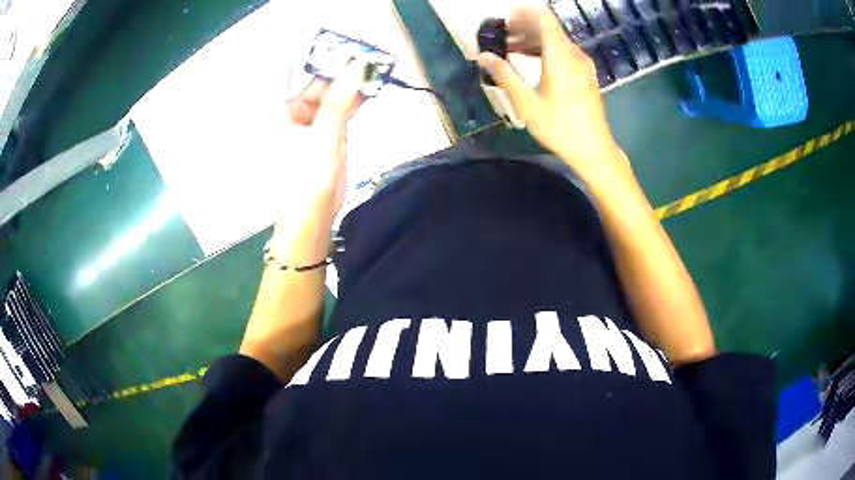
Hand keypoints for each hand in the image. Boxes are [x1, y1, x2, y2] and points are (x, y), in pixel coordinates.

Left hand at [284, 59, 365, 219]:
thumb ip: (339, 100)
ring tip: (370, 70)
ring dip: (347, 85)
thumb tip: (356, 67)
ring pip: (328, 96)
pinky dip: (351, 102)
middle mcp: (292, 113)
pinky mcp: (325, 136)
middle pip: (312, 83)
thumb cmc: (308, 176)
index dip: (306, 57)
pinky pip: (338, 111)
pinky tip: (367, 91)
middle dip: (336, 70)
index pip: (287, 74)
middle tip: (361, 56)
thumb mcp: (324, 134)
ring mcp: (309, 125)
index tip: (330, 45)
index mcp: (281, 111)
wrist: (313, 214)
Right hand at [478, 8, 628, 185]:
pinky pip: (564, 52)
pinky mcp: (586, 74)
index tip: (506, 18)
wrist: (594, 149)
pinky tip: (532, 62)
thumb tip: (483, 56)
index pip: (544, 18)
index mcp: (560, 56)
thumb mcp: (527, 104)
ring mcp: (583, 64)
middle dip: (524, 26)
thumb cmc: (560, 127)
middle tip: (502, 34)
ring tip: (511, 48)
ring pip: (556, 40)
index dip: (524, 13)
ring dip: (534, 39)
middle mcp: (574, 54)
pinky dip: (546, 50)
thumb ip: (505, 76)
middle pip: (549, 28)